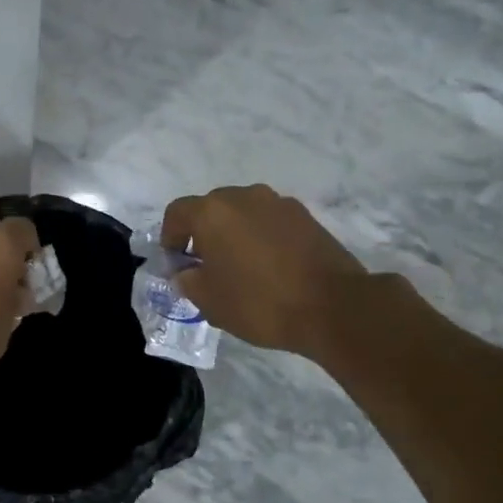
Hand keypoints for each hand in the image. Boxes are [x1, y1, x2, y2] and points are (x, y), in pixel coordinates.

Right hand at [161, 185, 371, 359]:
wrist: (332, 306)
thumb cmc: (259, 303)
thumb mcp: (209, 301)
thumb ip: (188, 280)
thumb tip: (186, 271)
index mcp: (212, 212)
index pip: (177, 213)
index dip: (170, 237)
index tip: (177, 263)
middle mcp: (243, 196)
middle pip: (211, 208)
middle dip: (203, 233)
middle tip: (207, 266)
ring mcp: (278, 203)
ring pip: (243, 213)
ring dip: (235, 233)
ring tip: (241, 267)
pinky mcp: (305, 216)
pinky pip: (270, 221)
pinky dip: (262, 237)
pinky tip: (270, 266)